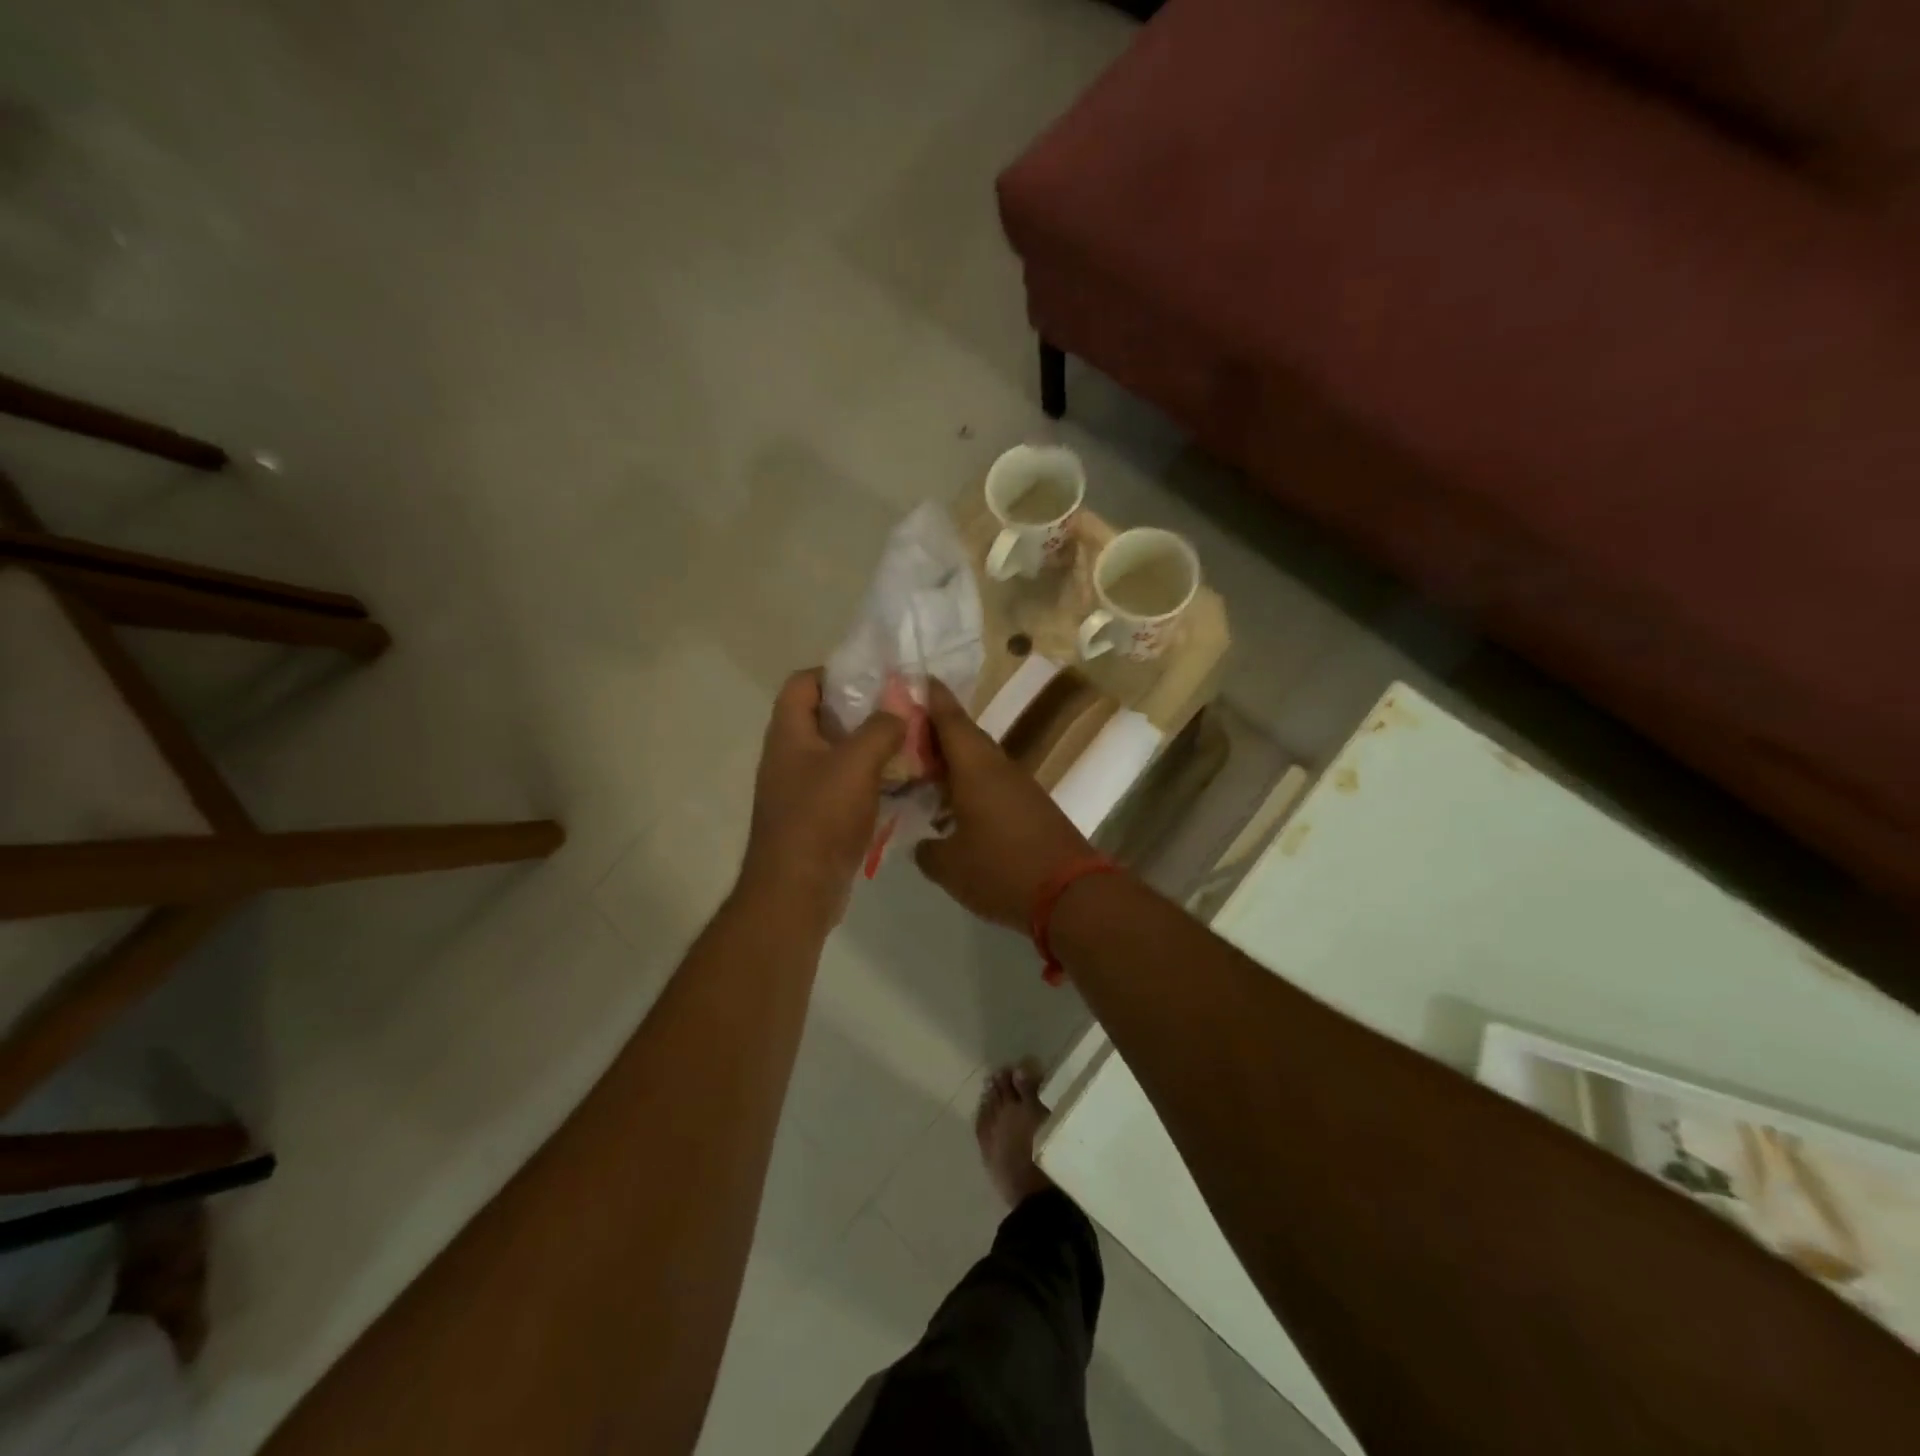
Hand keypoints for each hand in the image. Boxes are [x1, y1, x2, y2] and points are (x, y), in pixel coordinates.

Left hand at [739, 669, 904, 923]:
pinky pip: (845, 787)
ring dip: (871, 747)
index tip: (875, 678)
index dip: (834, 672)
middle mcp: (789, 757)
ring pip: (838, 754)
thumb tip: (899, 712)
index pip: (802, 683)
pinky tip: (902, 785)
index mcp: (789, 734)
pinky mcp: (816, 818)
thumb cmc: (820, 818)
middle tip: (902, 710)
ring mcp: (801, 790)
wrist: (796, 891)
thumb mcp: (856, 764)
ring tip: (910, 744)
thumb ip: (881, 729)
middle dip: (863, 711)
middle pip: (823, 718)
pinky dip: (870, 781)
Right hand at [914, 679, 1094, 929]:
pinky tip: (954, 806)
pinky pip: (993, 784)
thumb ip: (927, 851)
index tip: (915, 679)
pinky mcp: (1031, 807)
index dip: (931, 698)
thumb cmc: (1001, 869)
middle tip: (905, 734)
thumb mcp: (950, 866)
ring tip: (922, 771)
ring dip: (953, 762)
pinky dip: (970, 786)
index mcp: (975, 767)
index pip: (950, 719)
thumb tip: (923, 845)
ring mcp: (1019, 786)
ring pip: (979, 762)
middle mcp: (998, 767)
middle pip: (964, 738)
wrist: (1071, 894)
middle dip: (935, 732)